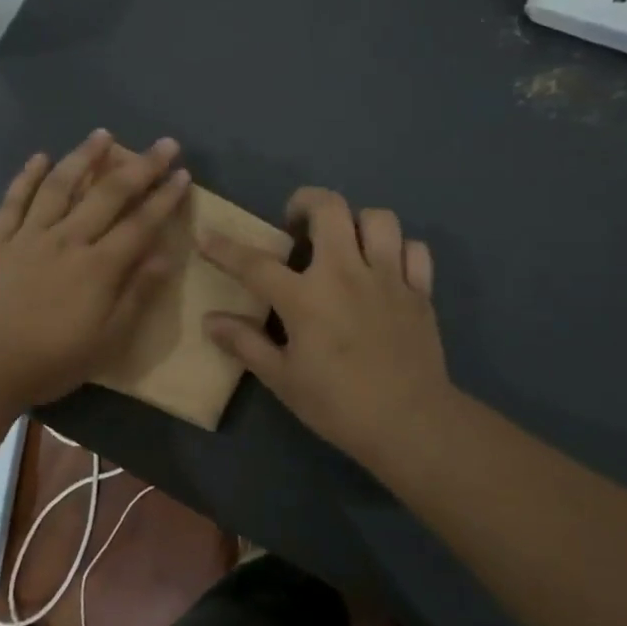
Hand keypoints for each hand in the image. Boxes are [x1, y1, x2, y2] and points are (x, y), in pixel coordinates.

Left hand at [0, 130, 191, 410]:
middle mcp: (67, 239)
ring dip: (83, 157)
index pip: (140, 223)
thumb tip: (164, 255)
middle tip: (162, 142)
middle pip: (108, 194)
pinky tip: (39, 157)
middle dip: (139, 166)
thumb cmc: (52, 360)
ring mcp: (30, 236)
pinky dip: (26, 177)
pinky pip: (14, 202)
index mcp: (98, 266)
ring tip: (102, 134)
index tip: (182, 173)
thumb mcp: (108, 339)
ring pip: (60, 186)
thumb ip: (137, 294)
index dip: (164, 197)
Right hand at [199, 187, 449, 465]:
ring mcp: (388, 277)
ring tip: (346, 242)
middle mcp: (346, 273)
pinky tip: (386, 268)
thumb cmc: (339, 404)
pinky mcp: (420, 291)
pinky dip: (400, 250)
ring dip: (357, 222)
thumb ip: (246, 343)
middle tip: (296, 224)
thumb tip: (209, 320)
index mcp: (306, 297)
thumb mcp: (283, 379)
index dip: (226, 248)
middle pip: (329, 208)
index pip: (256, 263)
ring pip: (378, 219)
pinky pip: (415, 250)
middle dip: (306, 202)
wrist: (412, 424)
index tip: (206, 236)